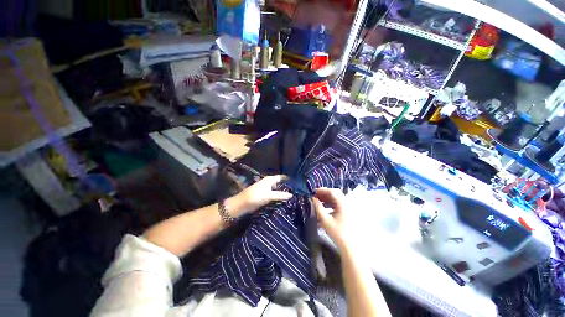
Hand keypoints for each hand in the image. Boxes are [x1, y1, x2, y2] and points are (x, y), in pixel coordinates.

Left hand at [227, 175, 292, 216]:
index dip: (288, 179)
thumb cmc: (256, 196)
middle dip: (287, 186)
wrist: (243, 204)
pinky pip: (274, 195)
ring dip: (283, 192)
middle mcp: (269, 183)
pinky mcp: (264, 196)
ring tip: (293, 196)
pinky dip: (278, 196)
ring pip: (277, 189)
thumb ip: (281, 195)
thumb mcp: (269, 195)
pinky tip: (284, 201)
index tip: (297, 183)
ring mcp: (266, 189)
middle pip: (280, 183)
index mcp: (270, 179)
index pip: (282, 177)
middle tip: (297, 191)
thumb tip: (292, 195)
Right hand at [313, 188, 349, 248]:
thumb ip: (318, 208)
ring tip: (318, 202)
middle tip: (315, 196)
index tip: (313, 192)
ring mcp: (348, 208)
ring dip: (327, 199)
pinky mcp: (348, 213)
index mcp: (343, 204)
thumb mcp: (325, 220)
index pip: (332, 191)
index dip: (322, 190)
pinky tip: (325, 209)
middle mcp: (347, 204)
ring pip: (336, 199)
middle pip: (335, 194)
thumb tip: (313, 198)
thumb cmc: (338, 233)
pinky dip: (331, 204)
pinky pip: (338, 205)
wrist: (350, 246)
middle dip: (324, 194)